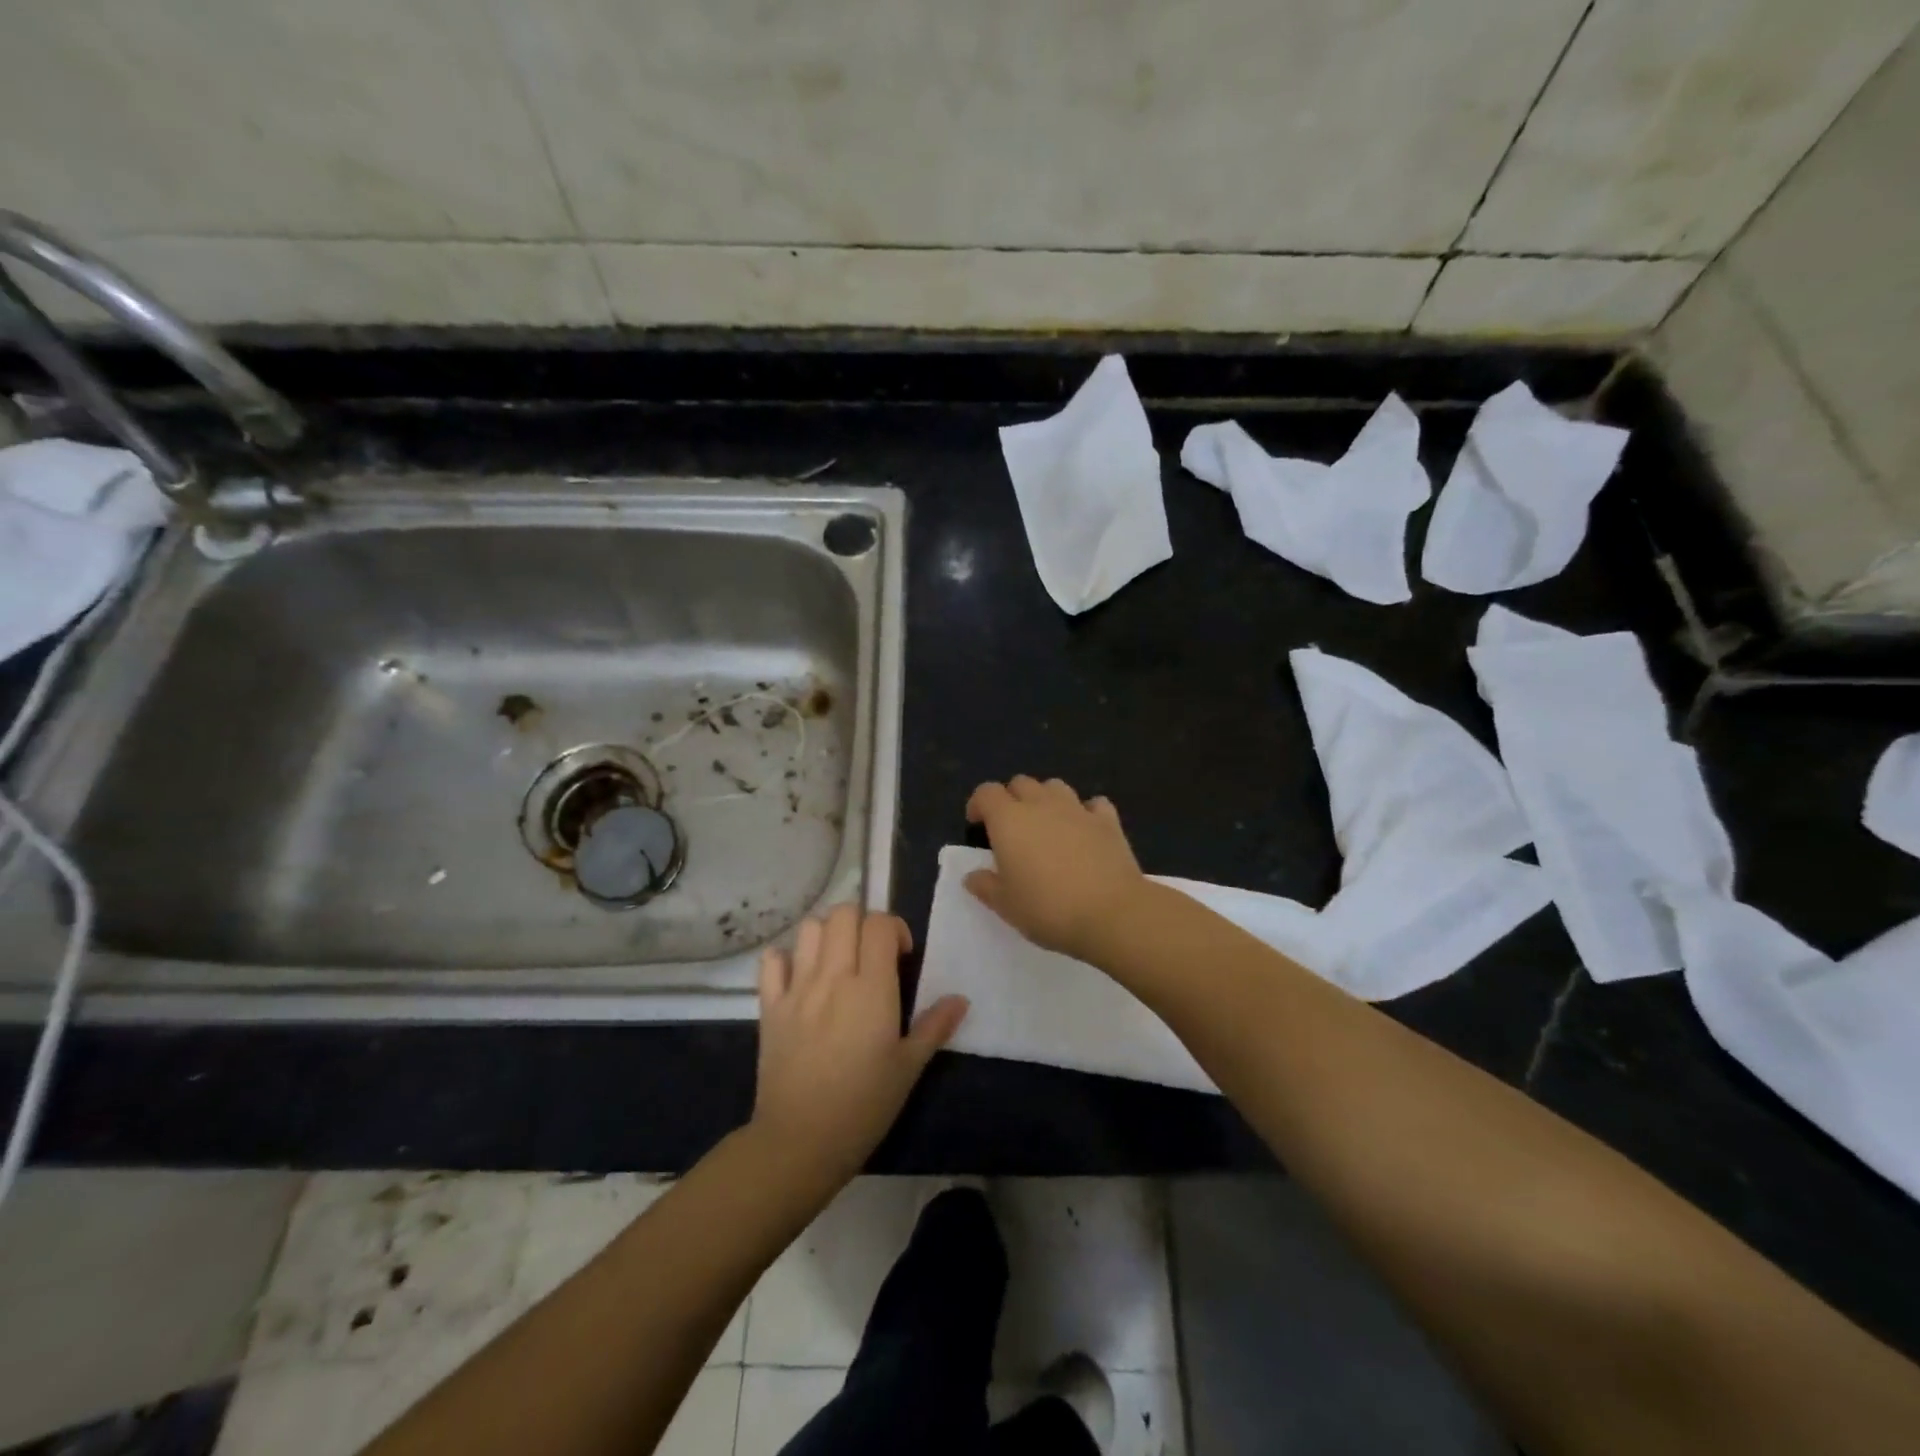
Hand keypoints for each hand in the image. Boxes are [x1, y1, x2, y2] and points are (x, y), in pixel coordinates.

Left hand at [752, 904, 967, 1186]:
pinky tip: (798, 976)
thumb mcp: (908, 1068)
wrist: (801, 1141)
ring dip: (827, 934)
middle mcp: (833, 977)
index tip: (901, 956)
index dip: (894, 928)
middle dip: (862, 922)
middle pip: (844, 914)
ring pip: (810, 929)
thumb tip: (961, 999)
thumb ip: (935, 1026)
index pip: (880, 924)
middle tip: (870, 954)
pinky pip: (771, 962)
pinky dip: (785, 958)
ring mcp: (797, 989)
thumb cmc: (864, 1105)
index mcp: (872, 988)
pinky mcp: (770, 1006)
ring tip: (837, 960)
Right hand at [964, 776, 1145, 961]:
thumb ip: (985, 886)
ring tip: (1046, 825)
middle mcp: (1041, 805)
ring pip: (1055, 786)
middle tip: (1011, 829)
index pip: (987, 792)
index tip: (977, 825)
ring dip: (1046, 799)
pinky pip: (1093, 804)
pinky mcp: (1108, 821)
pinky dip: (1085, 812)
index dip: (978, 804)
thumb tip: (973, 875)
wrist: (1111, 914)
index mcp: (1009, 820)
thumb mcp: (1006, 905)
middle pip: (1021, 783)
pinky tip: (1085, 830)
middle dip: (1011, 799)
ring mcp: (1077, 809)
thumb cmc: (1048, 909)